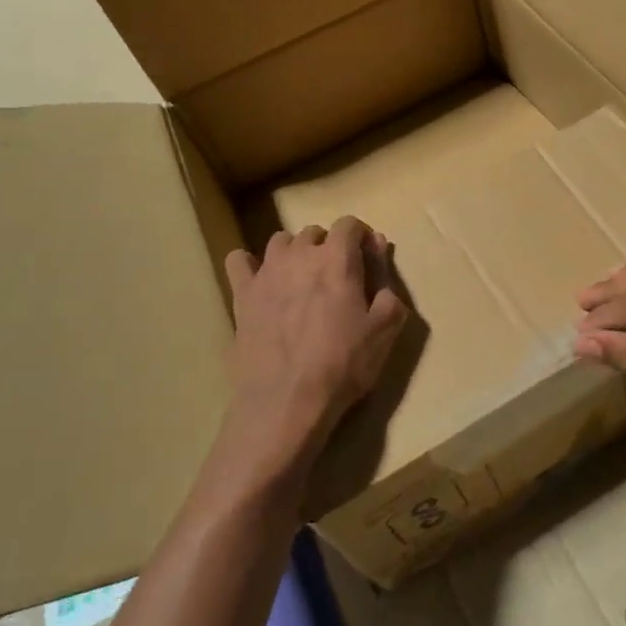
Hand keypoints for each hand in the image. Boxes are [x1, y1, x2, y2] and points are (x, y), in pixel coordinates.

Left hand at [218, 216, 407, 495]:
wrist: (287, 401)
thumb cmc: (344, 364)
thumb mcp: (386, 327)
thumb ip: (387, 280)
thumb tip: (379, 246)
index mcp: (337, 259)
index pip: (349, 224)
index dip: (361, 237)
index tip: (368, 258)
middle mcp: (299, 254)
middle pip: (315, 232)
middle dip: (329, 246)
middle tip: (338, 278)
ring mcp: (266, 272)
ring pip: (280, 242)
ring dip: (295, 252)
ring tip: (302, 280)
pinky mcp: (241, 294)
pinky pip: (239, 261)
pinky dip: (251, 265)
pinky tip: (262, 284)